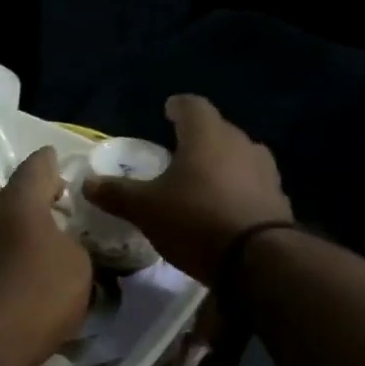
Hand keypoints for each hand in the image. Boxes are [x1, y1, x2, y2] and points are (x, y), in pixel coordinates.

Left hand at [0, 147, 93, 365]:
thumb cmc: (38, 294)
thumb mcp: (79, 267)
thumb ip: (74, 244)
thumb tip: (62, 242)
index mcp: (19, 202)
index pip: (37, 166)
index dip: (52, 164)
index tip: (61, 166)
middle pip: (14, 199)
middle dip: (36, 204)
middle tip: (59, 214)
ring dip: (19, 235)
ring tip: (42, 250)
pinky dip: (6, 261)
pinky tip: (21, 278)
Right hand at [85, 95, 292, 285]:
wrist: (257, 259)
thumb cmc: (195, 220)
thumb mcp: (146, 209)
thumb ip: (117, 194)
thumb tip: (87, 183)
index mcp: (207, 136)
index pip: (193, 106)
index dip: (178, 107)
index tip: (168, 110)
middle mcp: (241, 143)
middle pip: (218, 131)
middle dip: (199, 139)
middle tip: (179, 152)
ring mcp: (265, 171)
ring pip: (238, 157)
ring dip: (220, 164)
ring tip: (202, 181)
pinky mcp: (278, 199)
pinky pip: (251, 185)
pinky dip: (236, 190)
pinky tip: (223, 208)